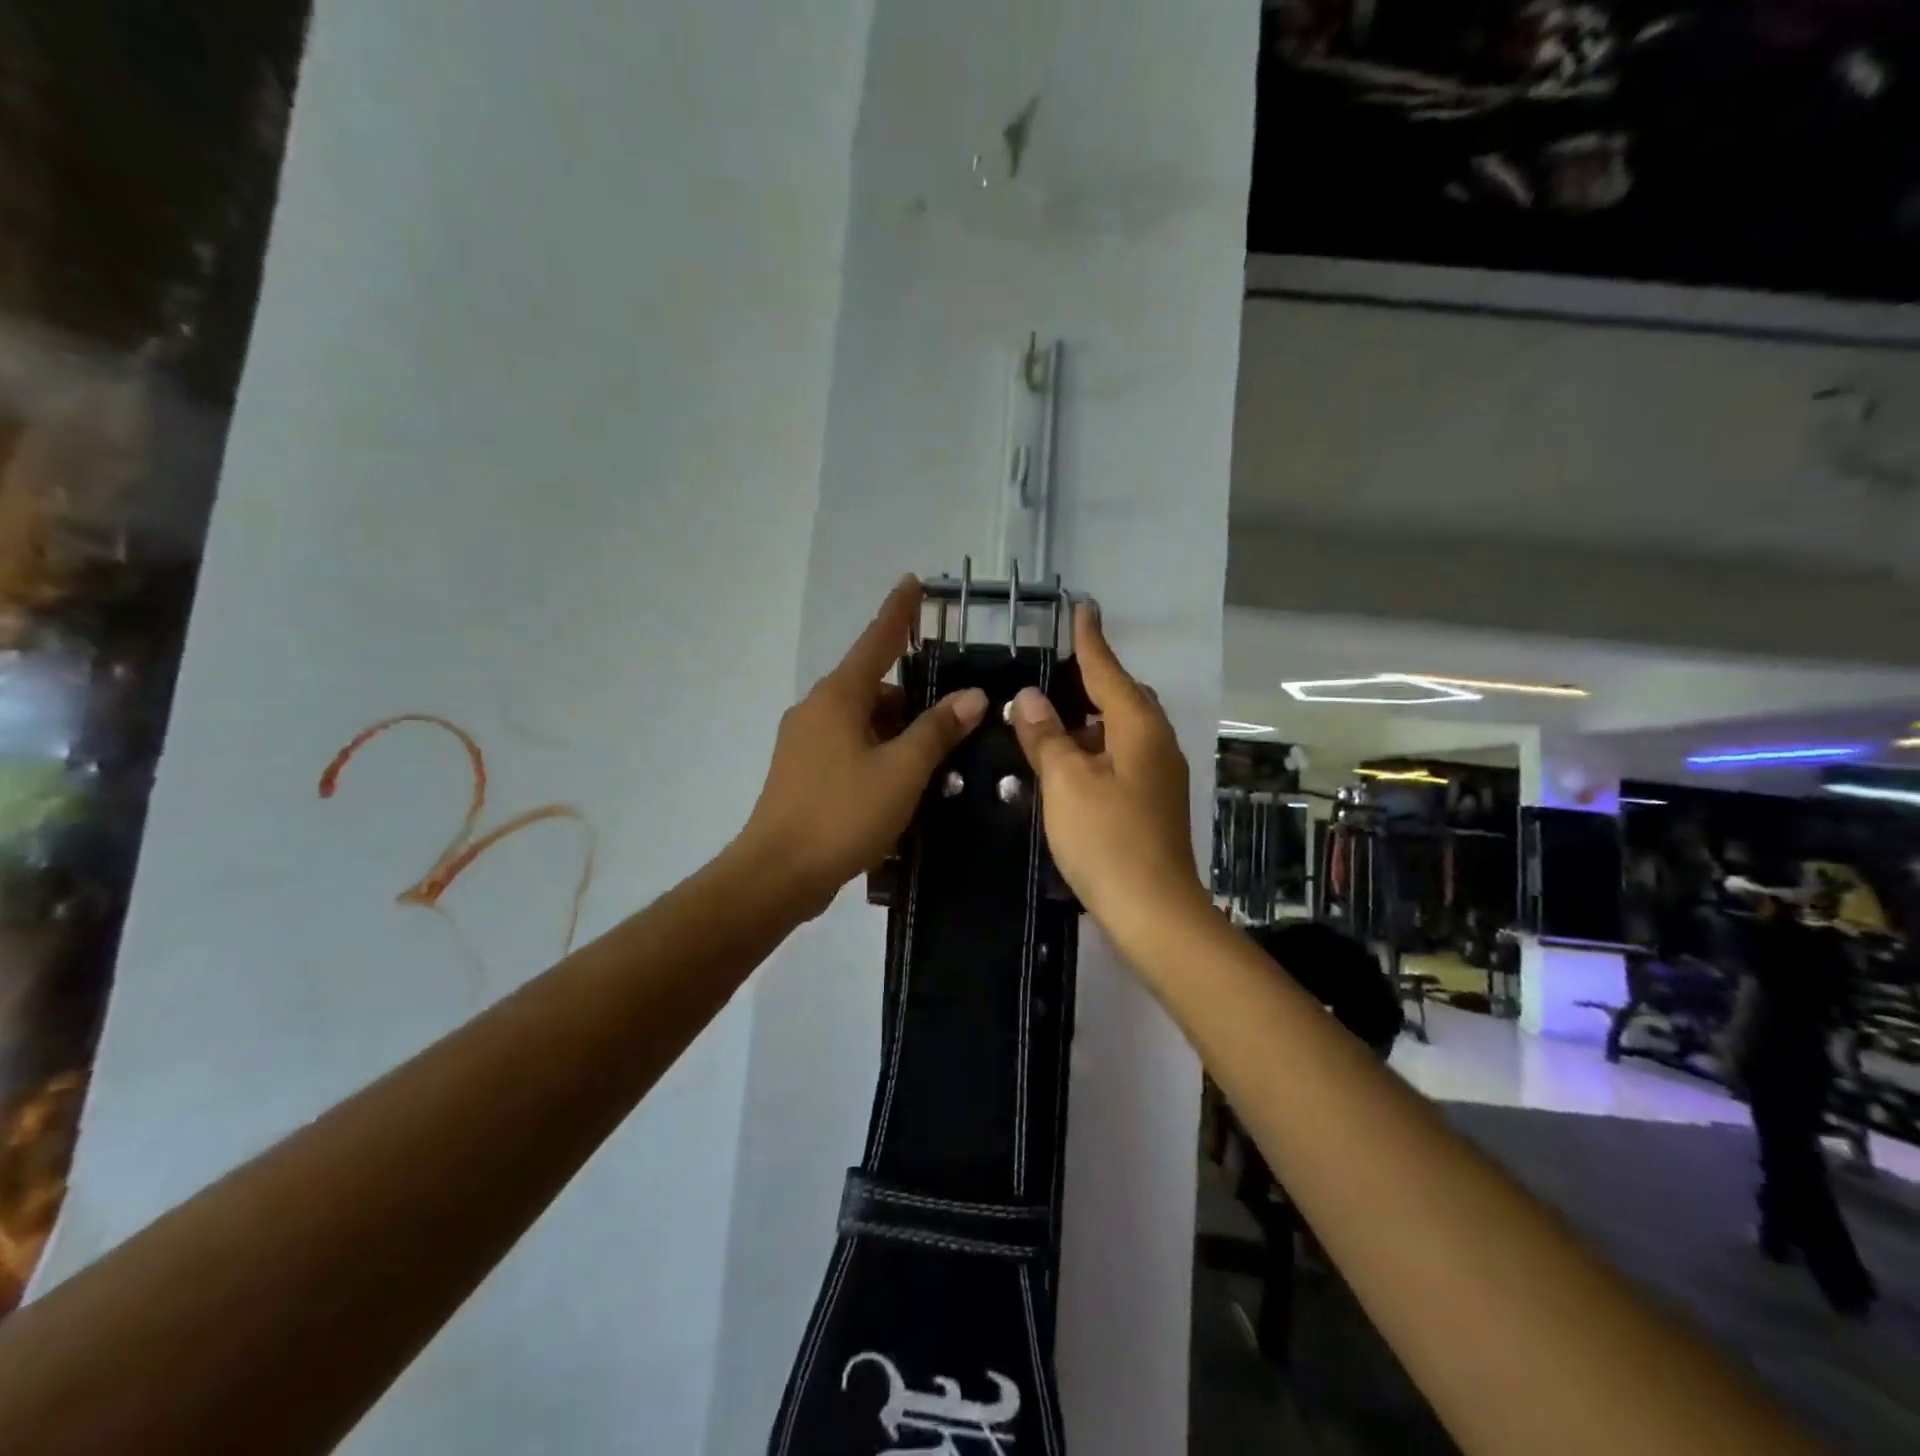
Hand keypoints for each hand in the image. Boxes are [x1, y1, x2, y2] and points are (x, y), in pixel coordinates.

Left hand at [740, 577, 988, 918]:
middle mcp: (817, 709)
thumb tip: (973, 695)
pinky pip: (849, 746)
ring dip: (897, 731)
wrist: (777, 874)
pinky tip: (902, 782)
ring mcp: (804, 741)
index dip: (898, 612)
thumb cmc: (843, 814)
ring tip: (936, 759)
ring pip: (862, 720)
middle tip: (954, 718)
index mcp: (839, 697)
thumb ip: (938, 730)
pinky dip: (878, 753)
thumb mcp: (902, 771)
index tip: (913, 583)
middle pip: (873, 686)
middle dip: (912, 697)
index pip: (876, 640)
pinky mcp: (801, 772)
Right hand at [1008, 605, 1207, 943]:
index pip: (1108, 670)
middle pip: (1122, 697)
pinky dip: (1094, 750)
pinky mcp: (1152, 801)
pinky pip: (1121, 757)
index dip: (1090, 639)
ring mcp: (1158, 774)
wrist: (1154, 912)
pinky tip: (1066, 765)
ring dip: (1088, 721)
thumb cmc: (1107, 839)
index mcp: (1138, 727)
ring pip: (1121, 730)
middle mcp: (1156, 742)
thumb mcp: (1066, 782)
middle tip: (1052, 672)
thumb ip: (1046, 736)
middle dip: (1090, 681)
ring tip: (1047, 721)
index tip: (1082, 607)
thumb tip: (1029, 697)